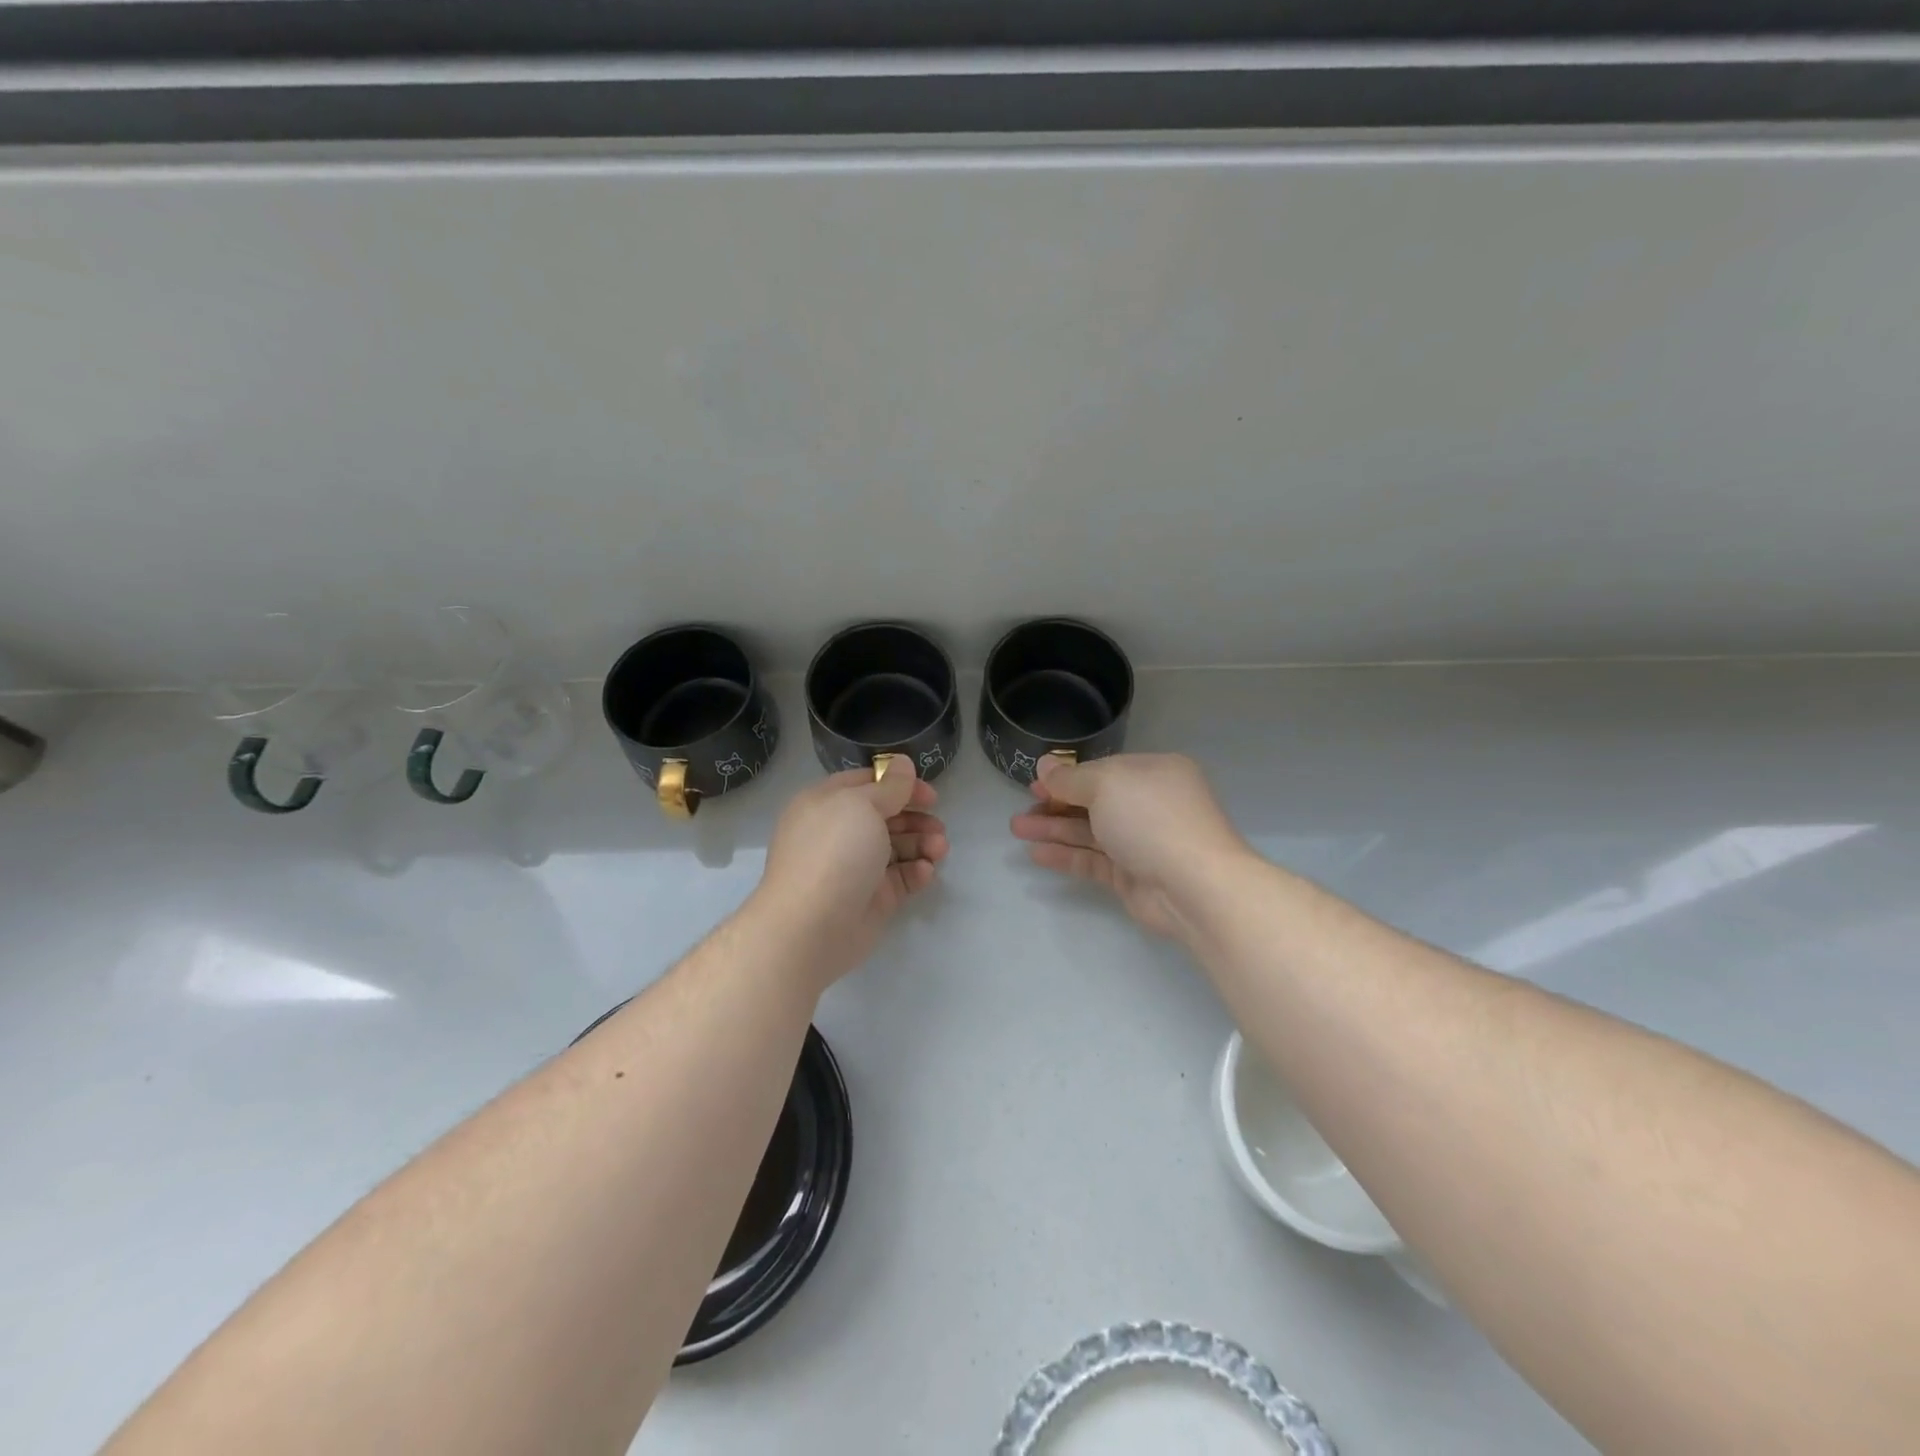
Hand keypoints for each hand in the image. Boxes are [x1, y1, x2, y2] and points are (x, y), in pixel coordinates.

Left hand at [751, 761, 947, 987]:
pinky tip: (925, 872)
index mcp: (826, 804)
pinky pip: (898, 879)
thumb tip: (903, 764)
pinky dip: (914, 872)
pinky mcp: (869, 899)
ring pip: (895, 848)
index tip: (929, 793)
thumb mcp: (863, 806)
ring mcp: (854, 868)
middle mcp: (838, 833)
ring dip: (921, 844)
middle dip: (915, 818)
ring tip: (940, 849)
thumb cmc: (834, 853)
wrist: (811, 926)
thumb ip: (890, 787)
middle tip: (939, 825)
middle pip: (885, 816)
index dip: (899, 785)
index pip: (866, 784)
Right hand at [1010, 753, 1249, 939]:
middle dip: (1055, 804)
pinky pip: (1094, 860)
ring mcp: (1142, 842)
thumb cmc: (1152, 819)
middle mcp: (1150, 804)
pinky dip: (1066, 855)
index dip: (1068, 776)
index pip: (1104, 770)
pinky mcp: (1133, 876)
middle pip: (1094, 801)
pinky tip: (1036, 854)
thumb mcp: (1106, 785)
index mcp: (1154, 772)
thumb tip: (1045, 765)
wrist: (1195, 886)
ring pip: (1090, 832)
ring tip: (1016, 829)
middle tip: (1022, 810)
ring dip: (1054, 829)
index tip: (1035, 783)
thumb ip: (1070, 778)